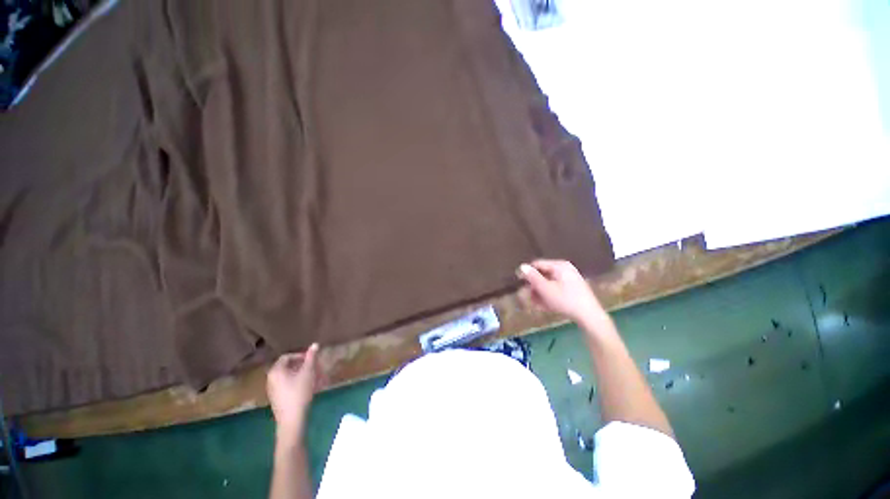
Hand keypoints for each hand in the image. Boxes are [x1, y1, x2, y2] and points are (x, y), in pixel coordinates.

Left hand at [267, 344, 323, 443]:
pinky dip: (299, 383)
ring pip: (290, 376)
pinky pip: (288, 385)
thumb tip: (315, 344)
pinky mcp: (278, 399)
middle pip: (289, 367)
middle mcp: (271, 379)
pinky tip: (310, 388)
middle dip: (304, 366)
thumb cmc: (299, 393)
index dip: (301, 356)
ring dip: (303, 374)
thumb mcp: (308, 372)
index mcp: (276, 371)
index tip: (312, 359)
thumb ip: (311, 357)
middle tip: (316, 368)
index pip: (287, 357)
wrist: (291, 420)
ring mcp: (273, 390)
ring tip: (316, 378)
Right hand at [518, 259, 606, 326]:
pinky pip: (556, 289)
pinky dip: (550, 296)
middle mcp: (565, 269)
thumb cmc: (565, 300)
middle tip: (530, 297)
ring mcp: (570, 279)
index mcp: (559, 266)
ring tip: (538, 304)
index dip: (527, 273)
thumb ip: (532, 277)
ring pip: (549, 283)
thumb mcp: (545, 289)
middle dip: (535, 287)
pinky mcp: (573, 289)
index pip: (537, 264)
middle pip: (543, 275)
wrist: (589, 316)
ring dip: (541, 293)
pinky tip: (547, 306)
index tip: (520, 283)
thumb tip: (522, 266)